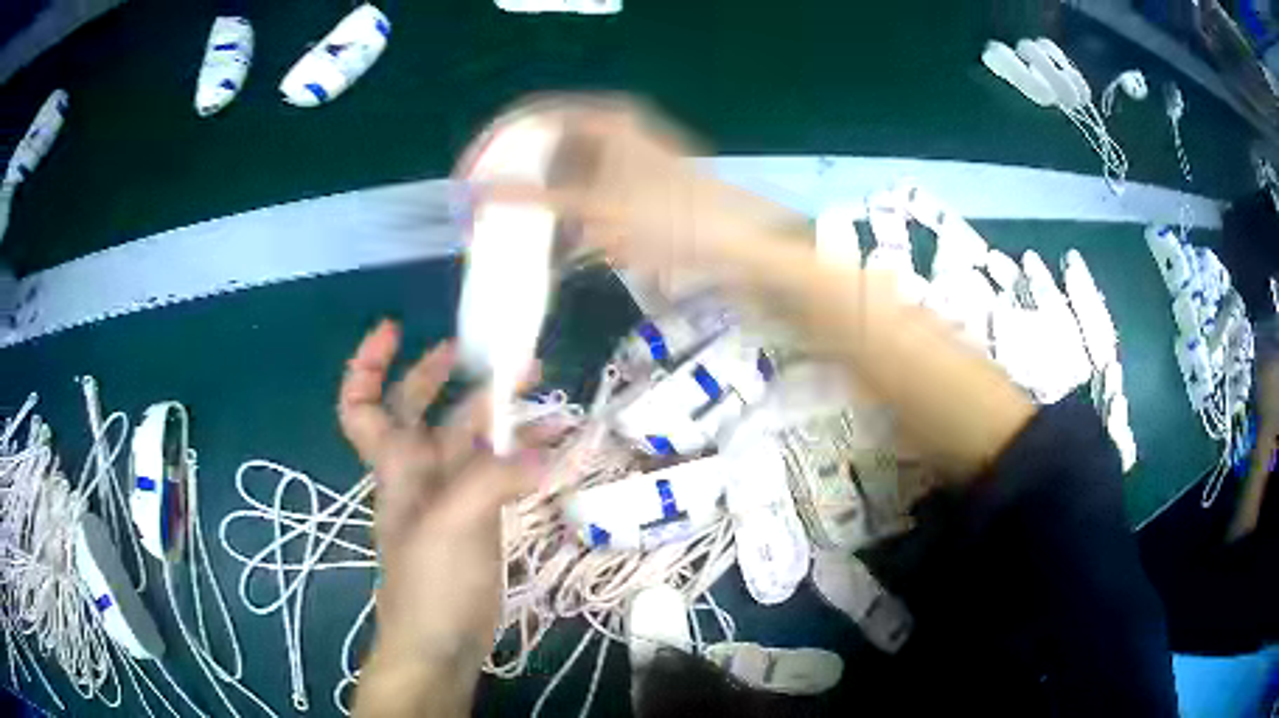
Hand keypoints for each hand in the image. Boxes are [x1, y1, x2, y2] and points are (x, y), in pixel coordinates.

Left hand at [339, 320, 548, 716]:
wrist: (441, 643)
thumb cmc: (428, 584)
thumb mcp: (451, 525)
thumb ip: (492, 480)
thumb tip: (542, 453)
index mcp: (396, 464)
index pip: (362, 404)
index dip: (369, 363)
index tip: (397, 328)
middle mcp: (418, 471)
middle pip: (422, 408)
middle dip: (448, 374)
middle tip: (495, 356)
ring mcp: (449, 495)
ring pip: (469, 439)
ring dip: (500, 417)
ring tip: (544, 396)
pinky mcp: (477, 518)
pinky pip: (497, 472)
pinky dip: (521, 456)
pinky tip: (553, 451)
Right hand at [459, 95, 807, 282]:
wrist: (737, 250)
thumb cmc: (673, 217)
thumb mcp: (600, 207)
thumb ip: (535, 199)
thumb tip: (478, 192)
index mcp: (605, 120)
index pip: (532, 119)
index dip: (493, 145)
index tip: (465, 178)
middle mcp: (610, 135)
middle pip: (543, 148)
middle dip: (508, 179)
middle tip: (478, 211)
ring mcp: (619, 166)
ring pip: (558, 179)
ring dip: (531, 206)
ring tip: (501, 233)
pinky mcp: (625, 196)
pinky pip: (579, 204)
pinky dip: (560, 224)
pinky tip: (543, 248)